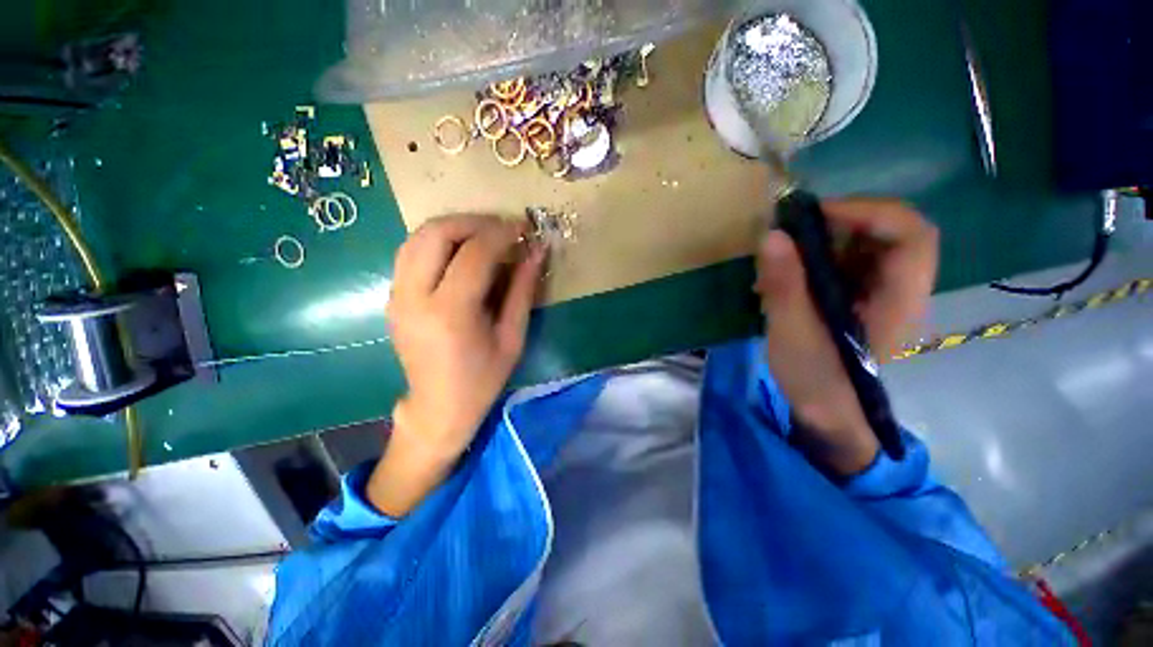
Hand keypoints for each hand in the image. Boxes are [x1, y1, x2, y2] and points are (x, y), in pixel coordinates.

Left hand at [369, 215, 544, 515]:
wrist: (438, 407)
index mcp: (450, 313)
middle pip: (436, 233)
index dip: (501, 233)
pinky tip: (461, 252)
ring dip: (454, 227)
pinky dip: (438, 241)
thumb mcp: (512, 337)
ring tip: (485, 235)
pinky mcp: (392, 297)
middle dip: (473, 221)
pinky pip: (412, 252)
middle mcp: (414, 297)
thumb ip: (523, 290)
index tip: (523, 227)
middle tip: (502, 228)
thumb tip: (536, 251)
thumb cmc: (483, 379)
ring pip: (418, 237)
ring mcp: (397, 295)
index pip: (474, 253)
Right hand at [756, 198, 938, 475]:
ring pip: (867, 241)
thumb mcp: (792, 333)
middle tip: (794, 230)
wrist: (826, 409)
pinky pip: (847, 258)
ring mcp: (881, 290)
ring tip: (785, 253)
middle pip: (890, 229)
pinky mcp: (861, 295)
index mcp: (898, 300)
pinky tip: (788, 271)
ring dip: (825, 236)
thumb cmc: (816, 377)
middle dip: (841, 220)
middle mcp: (900, 288)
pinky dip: (817, 254)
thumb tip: (772, 235)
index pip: (910, 234)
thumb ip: (785, 285)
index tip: (816, 215)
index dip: (869, 211)